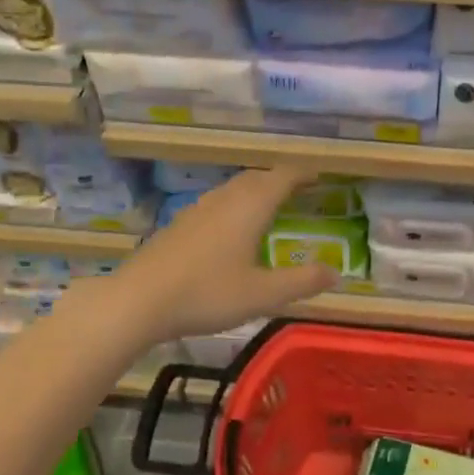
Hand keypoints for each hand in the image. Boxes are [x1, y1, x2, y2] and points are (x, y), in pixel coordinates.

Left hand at [109, 166, 336, 343]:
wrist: (138, 301)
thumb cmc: (207, 293)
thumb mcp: (263, 294)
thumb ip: (302, 282)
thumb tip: (336, 272)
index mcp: (249, 206)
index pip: (283, 176)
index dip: (304, 173)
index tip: (320, 176)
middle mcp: (224, 200)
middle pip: (257, 178)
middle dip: (280, 180)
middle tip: (299, 191)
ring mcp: (197, 210)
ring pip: (233, 189)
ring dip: (255, 191)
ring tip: (269, 207)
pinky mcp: (178, 226)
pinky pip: (216, 204)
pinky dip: (234, 206)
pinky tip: (230, 231)